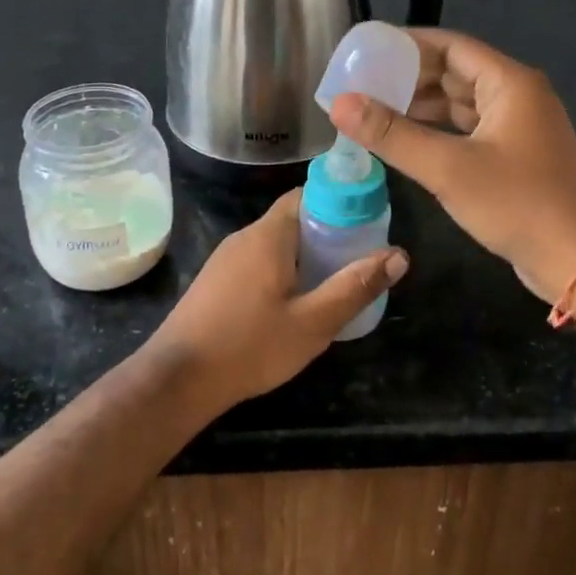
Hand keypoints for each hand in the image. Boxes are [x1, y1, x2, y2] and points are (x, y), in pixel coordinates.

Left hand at [148, 189, 406, 412]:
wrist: (176, 380)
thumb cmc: (250, 346)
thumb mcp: (313, 322)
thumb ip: (355, 286)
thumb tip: (399, 255)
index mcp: (270, 234)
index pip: (309, 194)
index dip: (340, 203)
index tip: (367, 224)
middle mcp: (245, 236)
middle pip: (294, 218)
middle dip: (328, 232)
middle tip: (357, 259)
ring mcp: (226, 258)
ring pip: (276, 243)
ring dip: (305, 254)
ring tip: (333, 282)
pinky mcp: (216, 281)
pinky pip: (258, 261)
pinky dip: (283, 270)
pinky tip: (294, 302)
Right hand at [330, 28, 575, 305]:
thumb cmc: (517, 204)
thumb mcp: (448, 168)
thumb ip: (392, 134)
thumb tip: (340, 103)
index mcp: (509, 82)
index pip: (451, 45)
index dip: (408, 45)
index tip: (368, 51)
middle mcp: (517, 94)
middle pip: (456, 71)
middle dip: (410, 77)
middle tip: (363, 83)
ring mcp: (519, 125)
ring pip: (462, 102)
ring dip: (422, 105)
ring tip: (375, 110)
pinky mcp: (516, 153)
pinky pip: (470, 127)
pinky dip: (440, 129)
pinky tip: (409, 140)